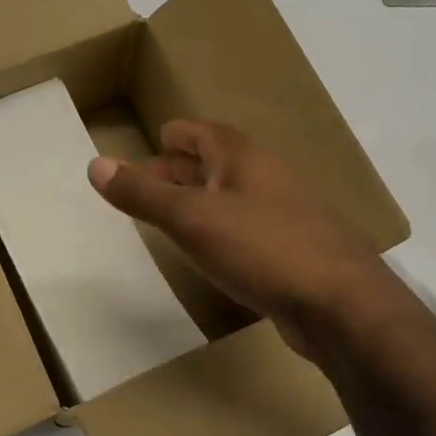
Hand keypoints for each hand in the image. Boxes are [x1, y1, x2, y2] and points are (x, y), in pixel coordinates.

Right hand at [86, 119, 393, 356]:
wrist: (340, 303)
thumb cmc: (262, 248)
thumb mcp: (192, 220)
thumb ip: (143, 194)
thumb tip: (95, 164)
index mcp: (240, 157)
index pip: (198, 131)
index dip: (172, 137)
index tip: (149, 147)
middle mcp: (264, 176)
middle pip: (215, 161)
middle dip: (181, 170)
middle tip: (147, 188)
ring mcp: (283, 212)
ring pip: (231, 195)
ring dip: (200, 201)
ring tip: (170, 218)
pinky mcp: (292, 248)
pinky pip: (246, 227)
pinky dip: (221, 229)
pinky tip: (210, 251)